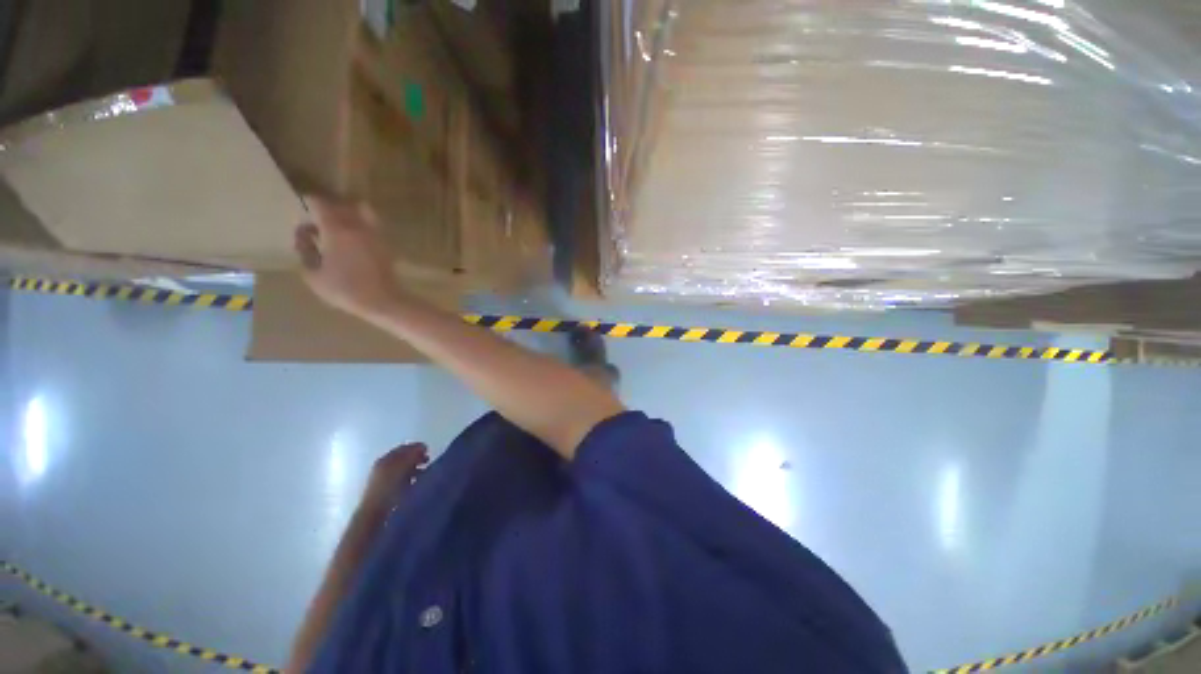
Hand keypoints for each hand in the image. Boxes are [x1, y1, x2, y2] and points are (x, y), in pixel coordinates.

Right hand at [295, 196, 398, 318]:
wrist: (383, 300)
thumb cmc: (345, 289)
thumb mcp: (313, 274)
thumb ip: (305, 250)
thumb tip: (304, 234)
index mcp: (336, 230)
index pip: (321, 203)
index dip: (310, 201)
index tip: (302, 204)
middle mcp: (358, 227)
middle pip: (341, 205)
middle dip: (328, 207)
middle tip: (318, 217)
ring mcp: (375, 234)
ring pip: (362, 211)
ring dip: (349, 213)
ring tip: (339, 225)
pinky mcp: (386, 244)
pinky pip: (372, 225)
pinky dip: (362, 224)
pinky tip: (354, 238)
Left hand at [361, 443, 428, 511]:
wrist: (374, 512)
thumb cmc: (389, 487)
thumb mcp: (402, 467)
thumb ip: (413, 455)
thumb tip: (423, 447)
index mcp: (385, 459)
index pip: (403, 448)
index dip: (416, 447)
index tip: (428, 449)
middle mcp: (383, 467)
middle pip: (403, 458)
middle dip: (416, 458)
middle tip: (428, 460)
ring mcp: (383, 480)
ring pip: (403, 469)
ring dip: (415, 468)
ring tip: (425, 472)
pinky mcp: (386, 492)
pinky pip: (402, 480)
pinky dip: (411, 478)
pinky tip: (417, 482)